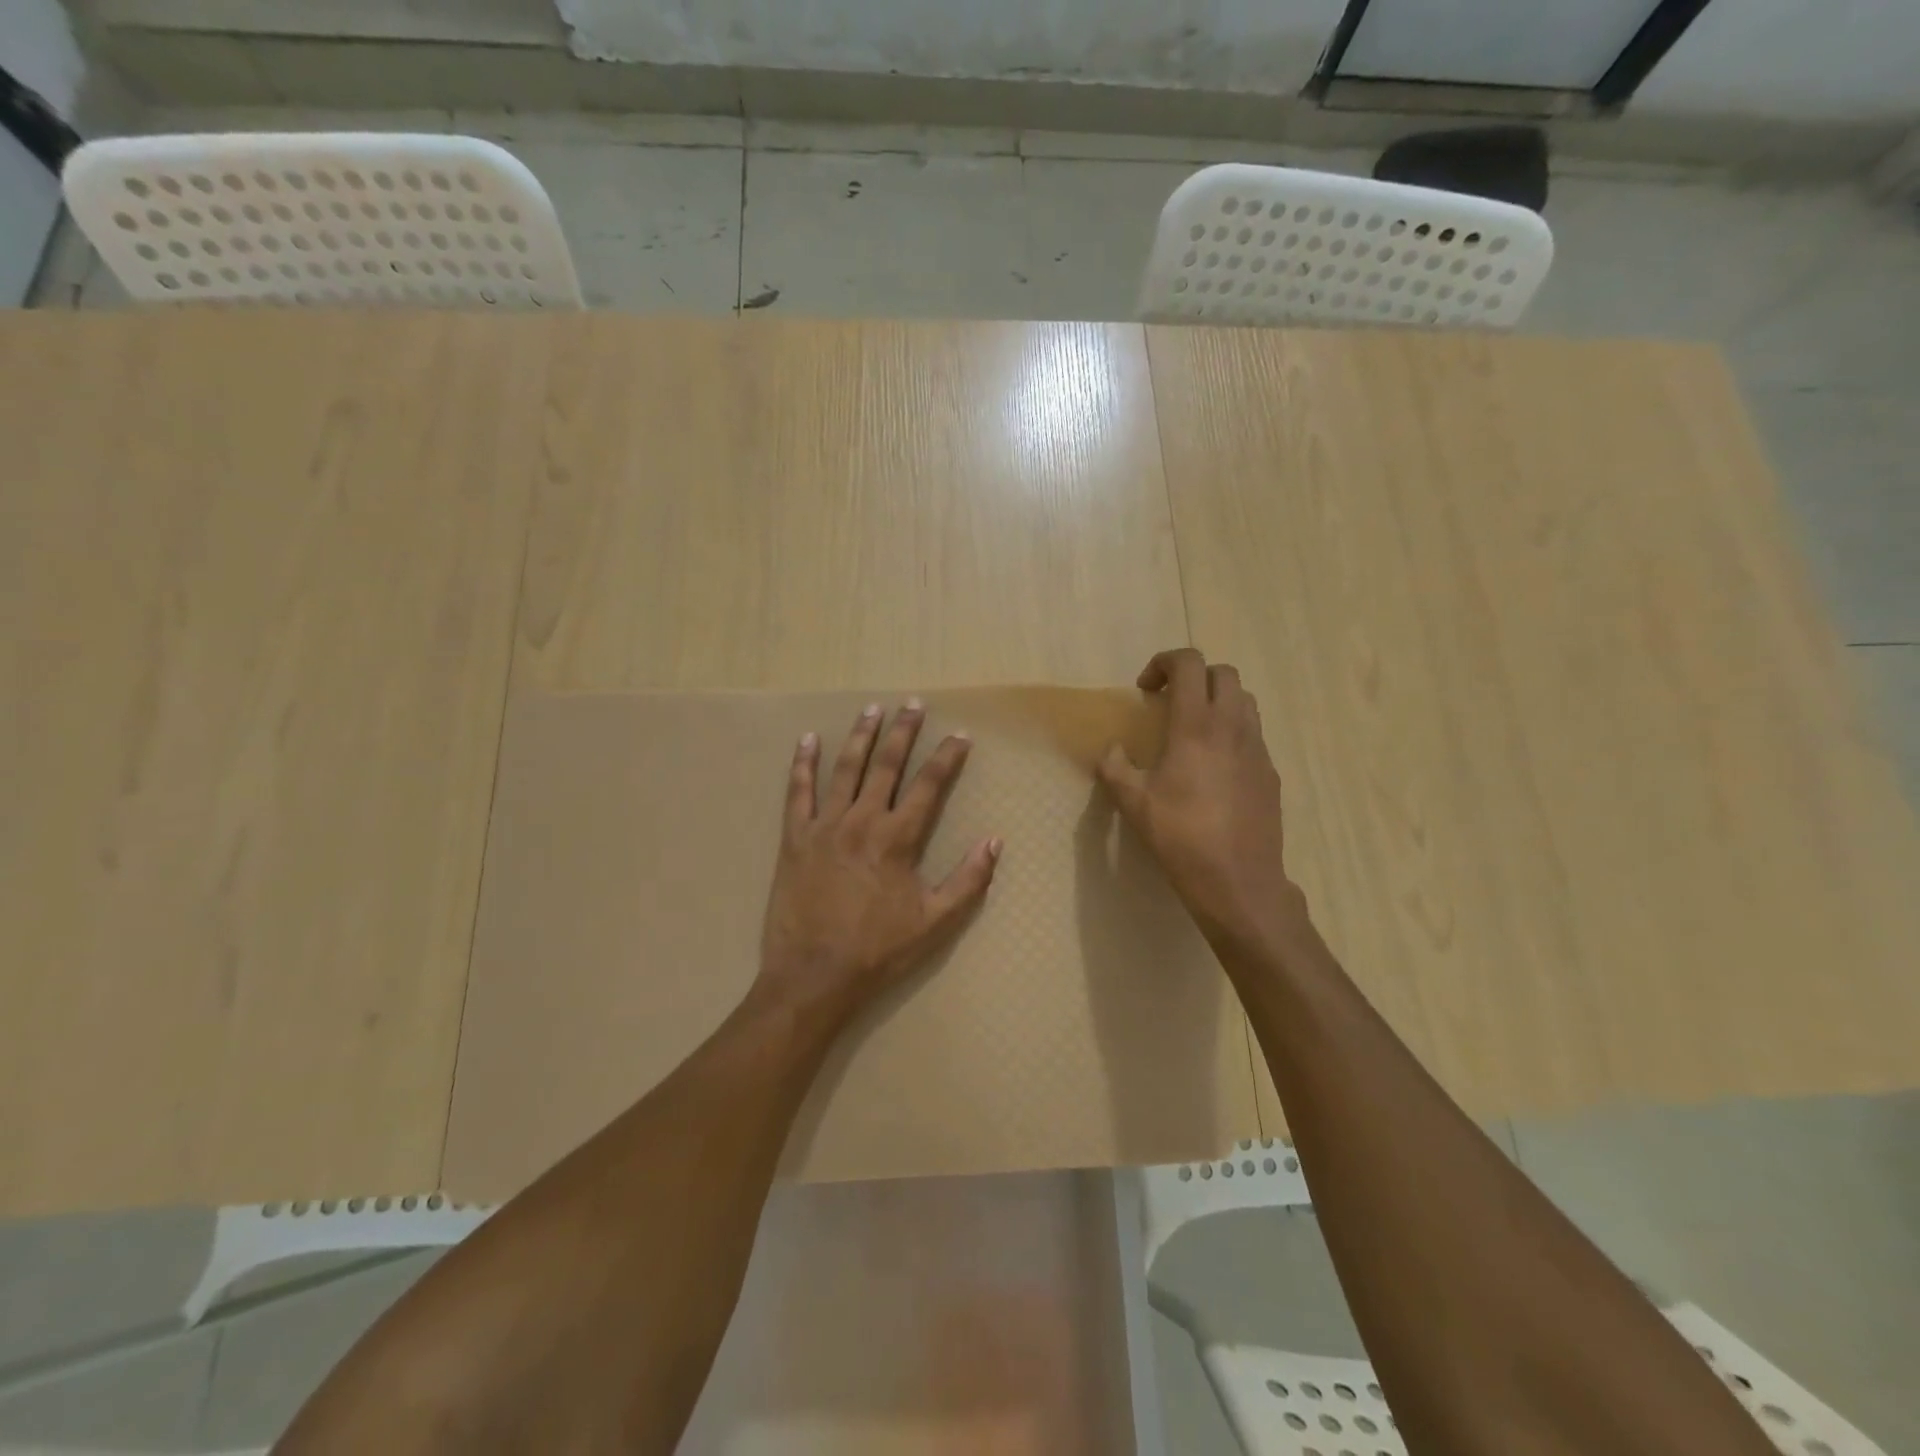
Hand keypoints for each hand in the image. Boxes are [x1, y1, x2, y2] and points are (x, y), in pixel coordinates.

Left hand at [755, 700, 1001, 1030]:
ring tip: (871, 709)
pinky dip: (802, 765)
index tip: (960, 735)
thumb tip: (994, 841)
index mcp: (898, 839)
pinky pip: (797, 792)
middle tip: (912, 704)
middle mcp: (862, 821)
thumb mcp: (935, 922)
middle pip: (886, 765)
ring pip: (845, 769)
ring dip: (860, 737)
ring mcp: (825, 826)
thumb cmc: (878, 950)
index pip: (929, 785)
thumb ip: (968, 880)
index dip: (947, 757)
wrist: (814, 975)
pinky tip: (807, 740)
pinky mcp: (795, 838)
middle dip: (903, 732)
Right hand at [1096, 649, 1303, 951]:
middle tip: (1169, 703)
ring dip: (1217, 700)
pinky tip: (1214, 767)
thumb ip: (1114, 768)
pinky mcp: (1270, 772)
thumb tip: (1112, 751)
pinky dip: (1232, 731)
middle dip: (1194, 677)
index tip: (1146, 688)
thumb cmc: (1180, 837)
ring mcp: (1258, 748)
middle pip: (1223, 673)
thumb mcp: (1133, 803)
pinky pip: (1253, 733)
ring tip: (1193, 729)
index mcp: (1195, 725)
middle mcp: (1232, 726)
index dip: (1164, 662)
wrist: (1238, 880)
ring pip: (1245, 700)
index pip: (1189, 663)